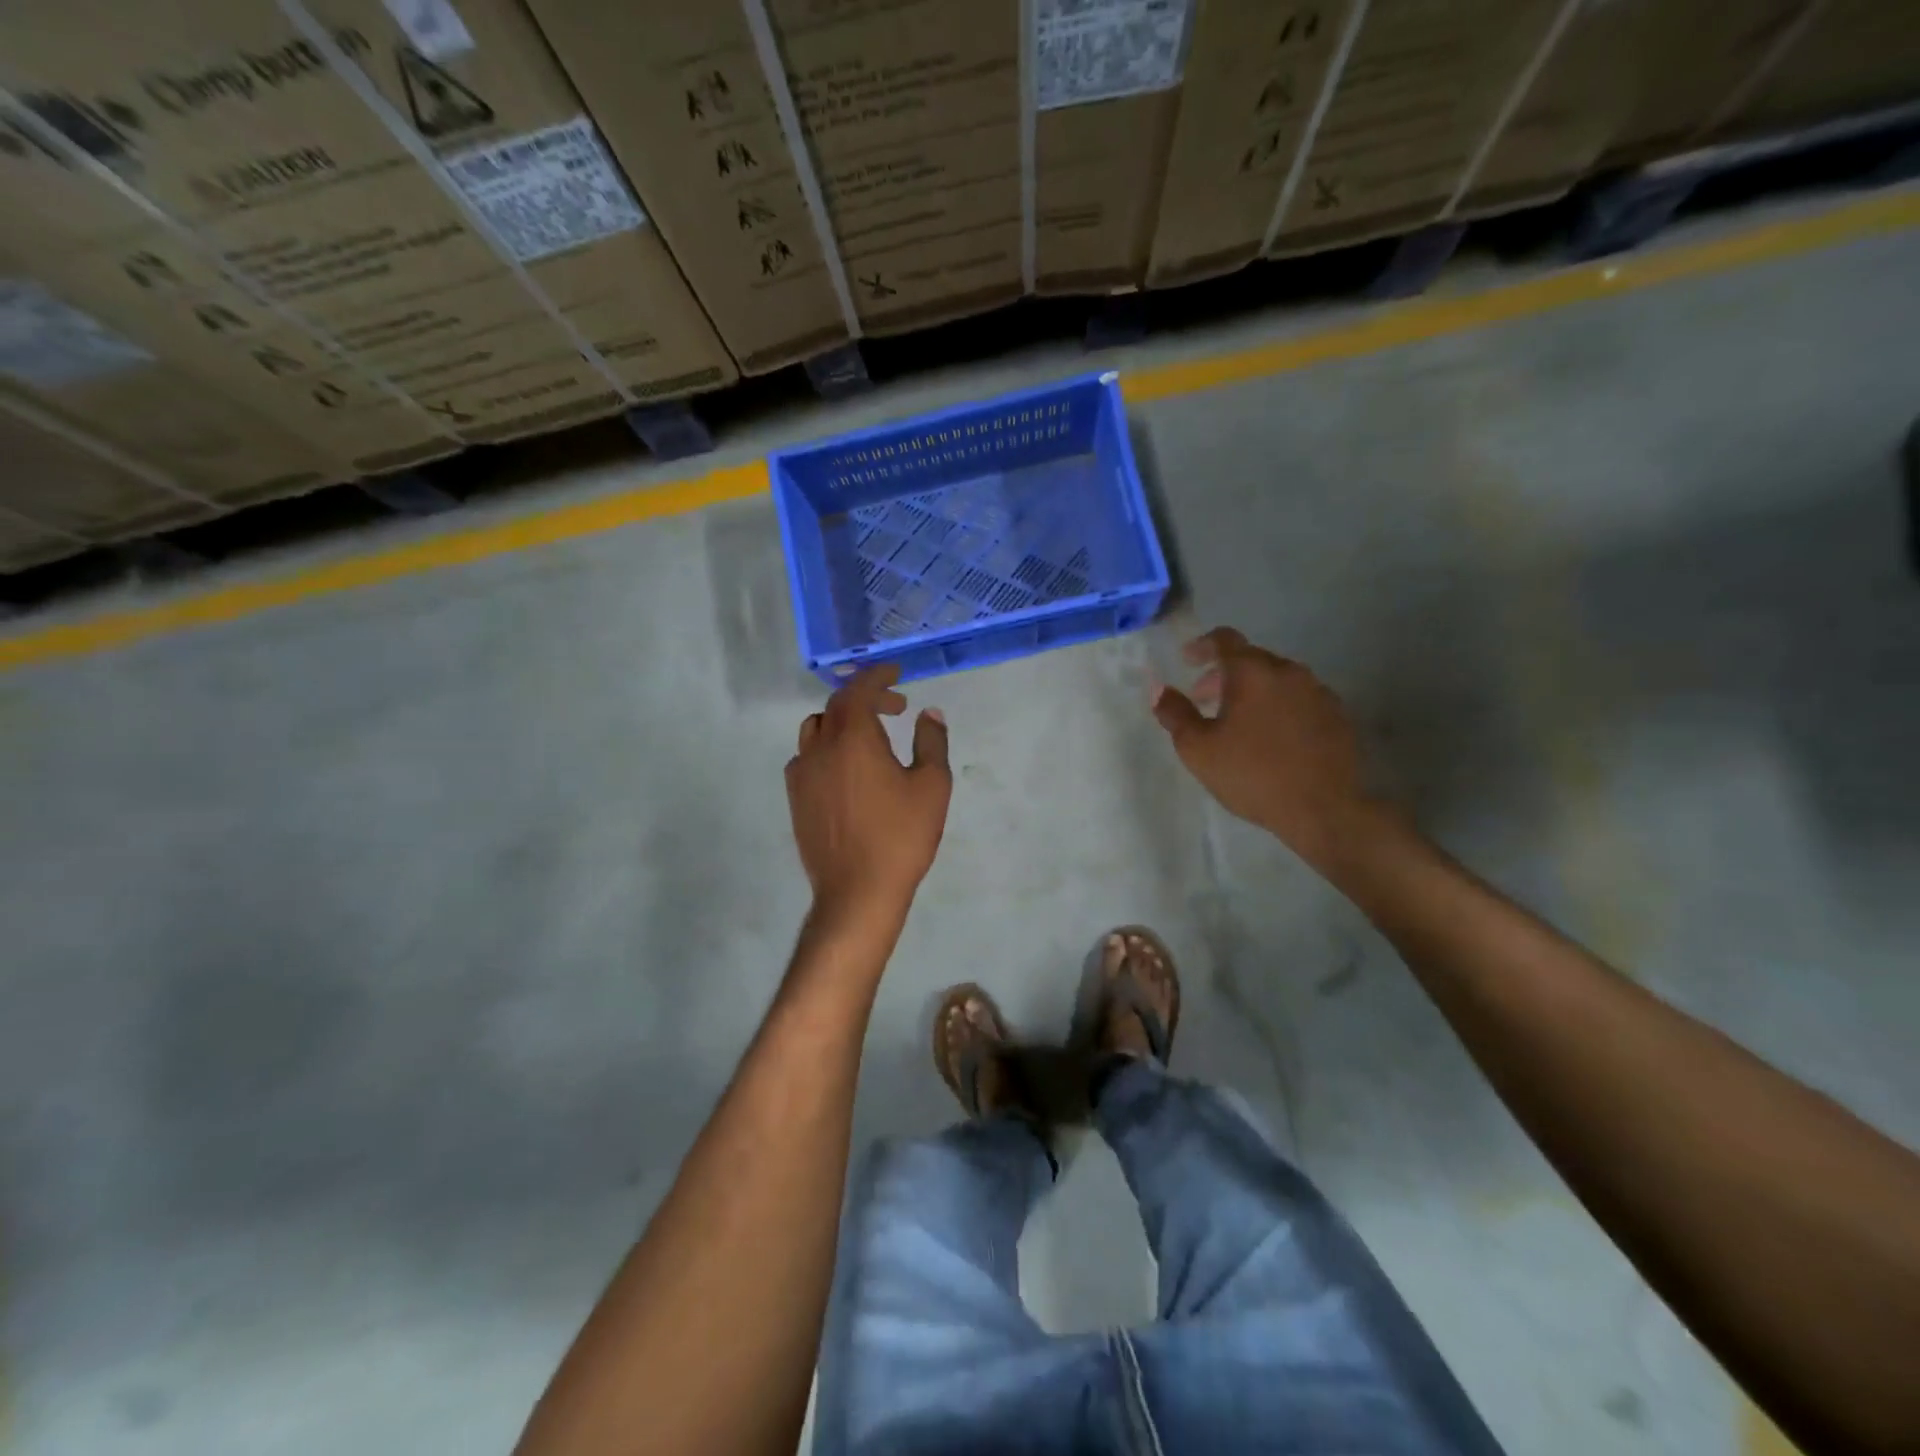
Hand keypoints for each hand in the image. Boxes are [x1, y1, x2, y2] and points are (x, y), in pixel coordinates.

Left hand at [786, 665, 951, 923]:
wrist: (857, 891)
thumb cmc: (901, 836)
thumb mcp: (931, 786)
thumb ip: (931, 742)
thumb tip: (929, 714)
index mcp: (853, 738)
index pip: (859, 690)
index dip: (877, 675)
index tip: (896, 672)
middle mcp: (820, 747)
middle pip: (836, 707)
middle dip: (865, 698)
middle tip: (896, 707)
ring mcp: (802, 774)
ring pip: (816, 729)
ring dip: (842, 721)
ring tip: (869, 736)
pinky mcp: (796, 798)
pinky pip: (806, 757)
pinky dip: (826, 748)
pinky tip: (846, 770)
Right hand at [1151, 627, 1377, 868]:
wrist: (1323, 810)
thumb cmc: (1252, 775)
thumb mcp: (1198, 749)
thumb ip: (1175, 713)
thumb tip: (1159, 690)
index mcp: (1252, 672)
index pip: (1225, 639)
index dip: (1202, 645)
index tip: (1188, 660)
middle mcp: (1289, 672)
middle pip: (1251, 658)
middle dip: (1224, 674)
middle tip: (1204, 699)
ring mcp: (1319, 692)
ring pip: (1278, 679)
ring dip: (1254, 690)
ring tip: (1238, 721)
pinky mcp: (1338, 715)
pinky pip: (1300, 699)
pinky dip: (1280, 706)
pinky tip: (1273, 737)